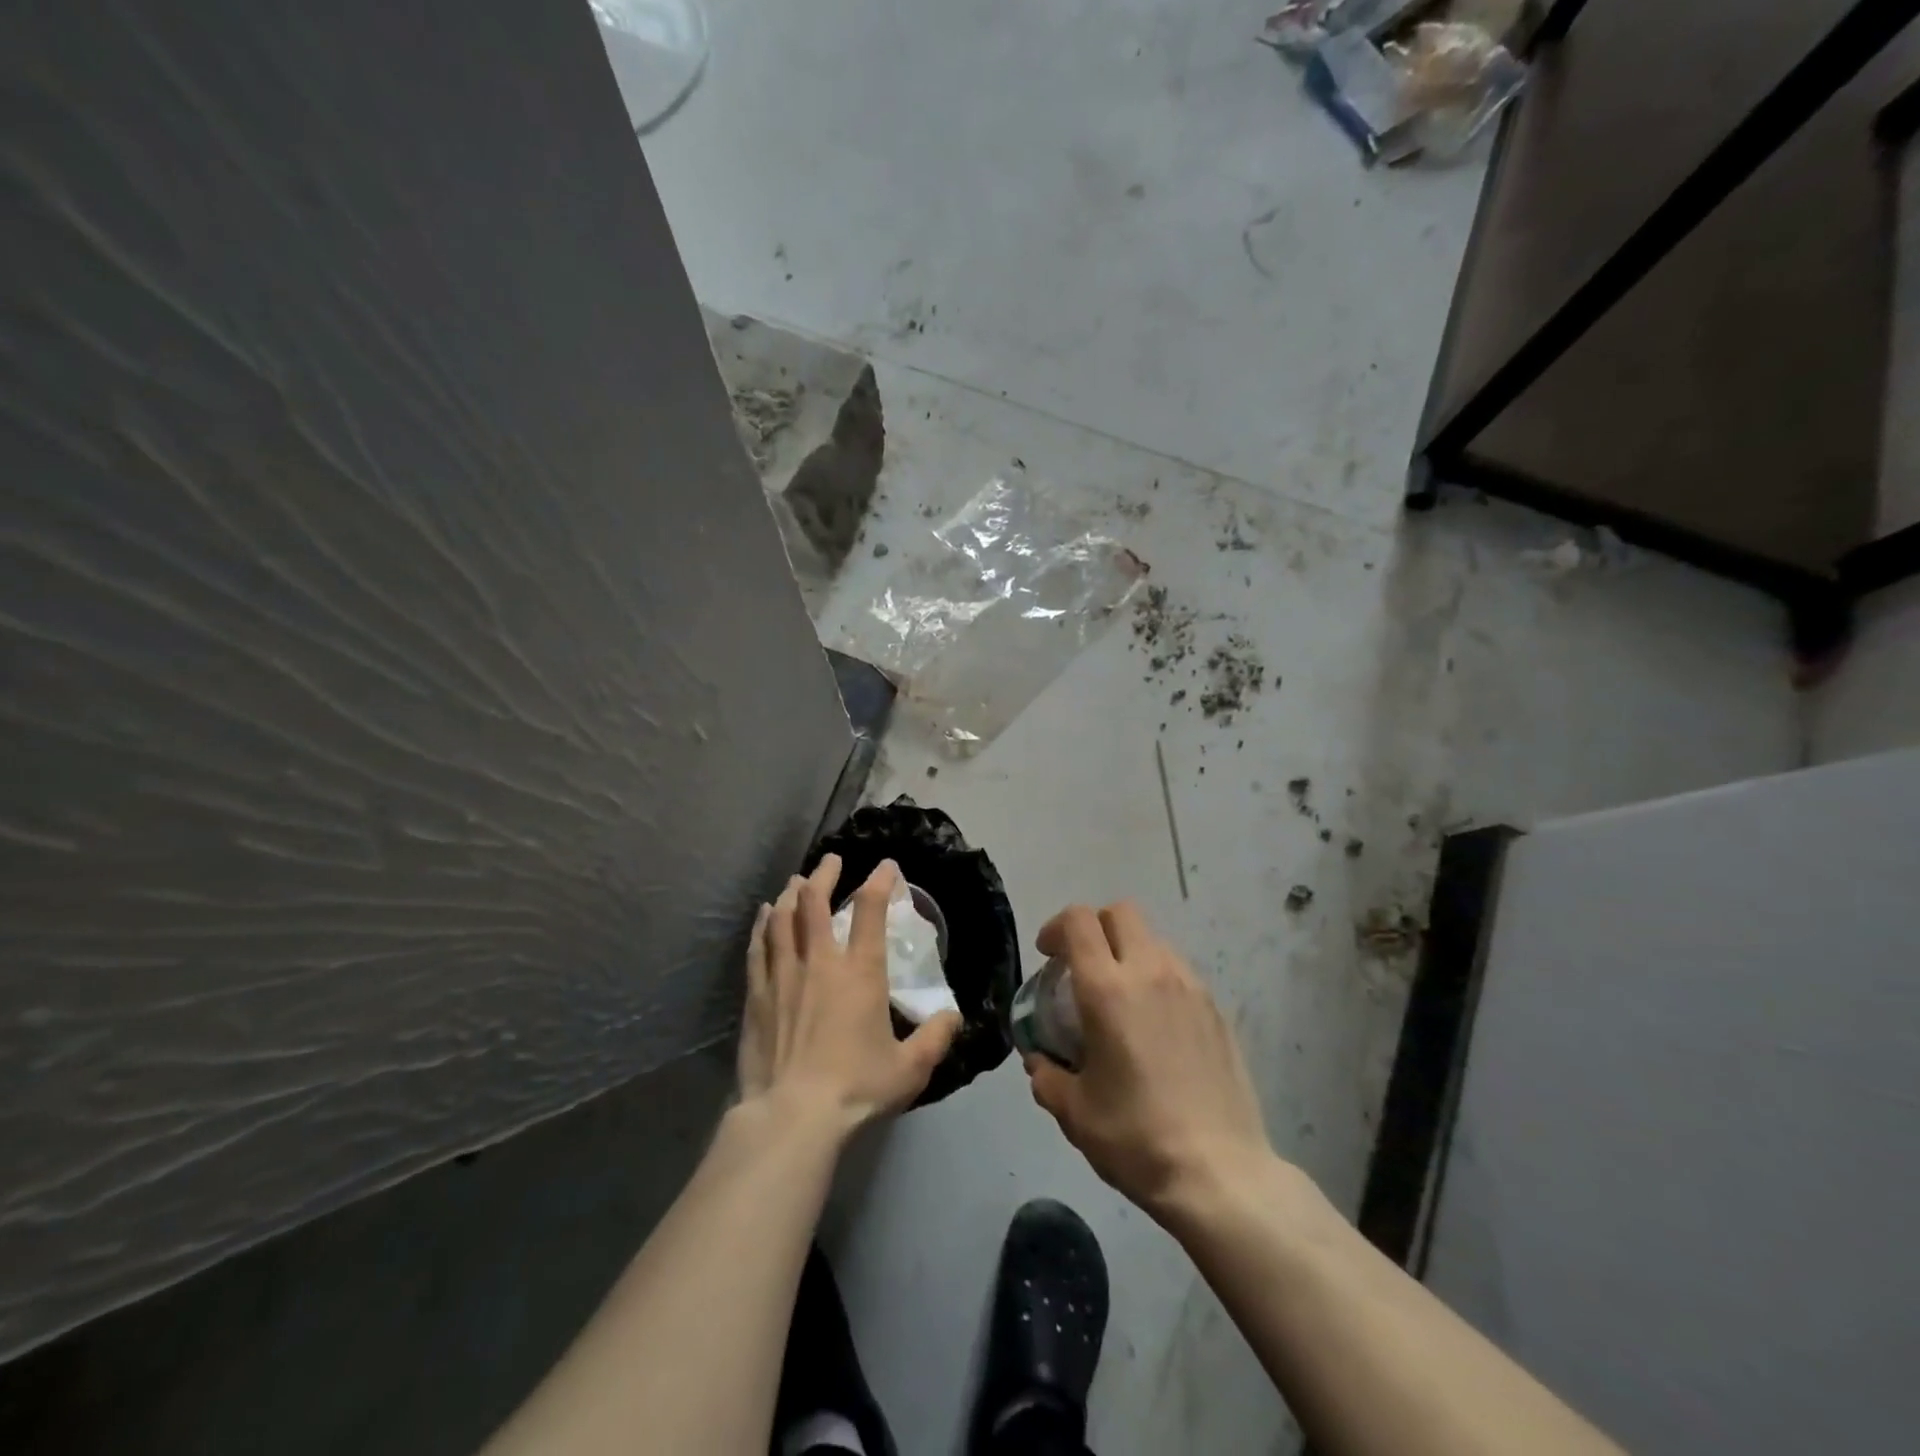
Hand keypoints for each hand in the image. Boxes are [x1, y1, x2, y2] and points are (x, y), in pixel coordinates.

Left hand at [737, 854, 961, 1135]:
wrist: (792, 1116)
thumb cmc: (856, 1088)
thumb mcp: (910, 1068)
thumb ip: (935, 1038)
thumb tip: (953, 1017)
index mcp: (860, 972)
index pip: (870, 911)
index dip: (879, 881)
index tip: (885, 866)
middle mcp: (820, 962)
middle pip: (815, 902)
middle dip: (825, 875)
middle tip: (831, 861)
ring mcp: (783, 976)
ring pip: (782, 918)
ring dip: (791, 894)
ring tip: (797, 881)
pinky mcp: (756, 995)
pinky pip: (758, 947)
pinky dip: (763, 925)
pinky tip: (764, 916)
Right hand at [1025, 902, 1269, 1220]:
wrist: (1220, 1174)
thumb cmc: (1136, 1138)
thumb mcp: (1075, 1113)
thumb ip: (1047, 1076)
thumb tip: (1040, 1061)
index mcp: (1108, 989)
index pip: (1079, 921)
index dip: (1056, 927)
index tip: (1048, 956)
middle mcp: (1151, 973)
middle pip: (1120, 912)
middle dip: (1094, 926)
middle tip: (1081, 965)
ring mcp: (1191, 987)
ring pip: (1153, 939)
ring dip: (1128, 951)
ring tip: (1120, 997)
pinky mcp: (1217, 1009)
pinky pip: (1179, 971)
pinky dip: (1157, 978)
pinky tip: (1154, 1025)